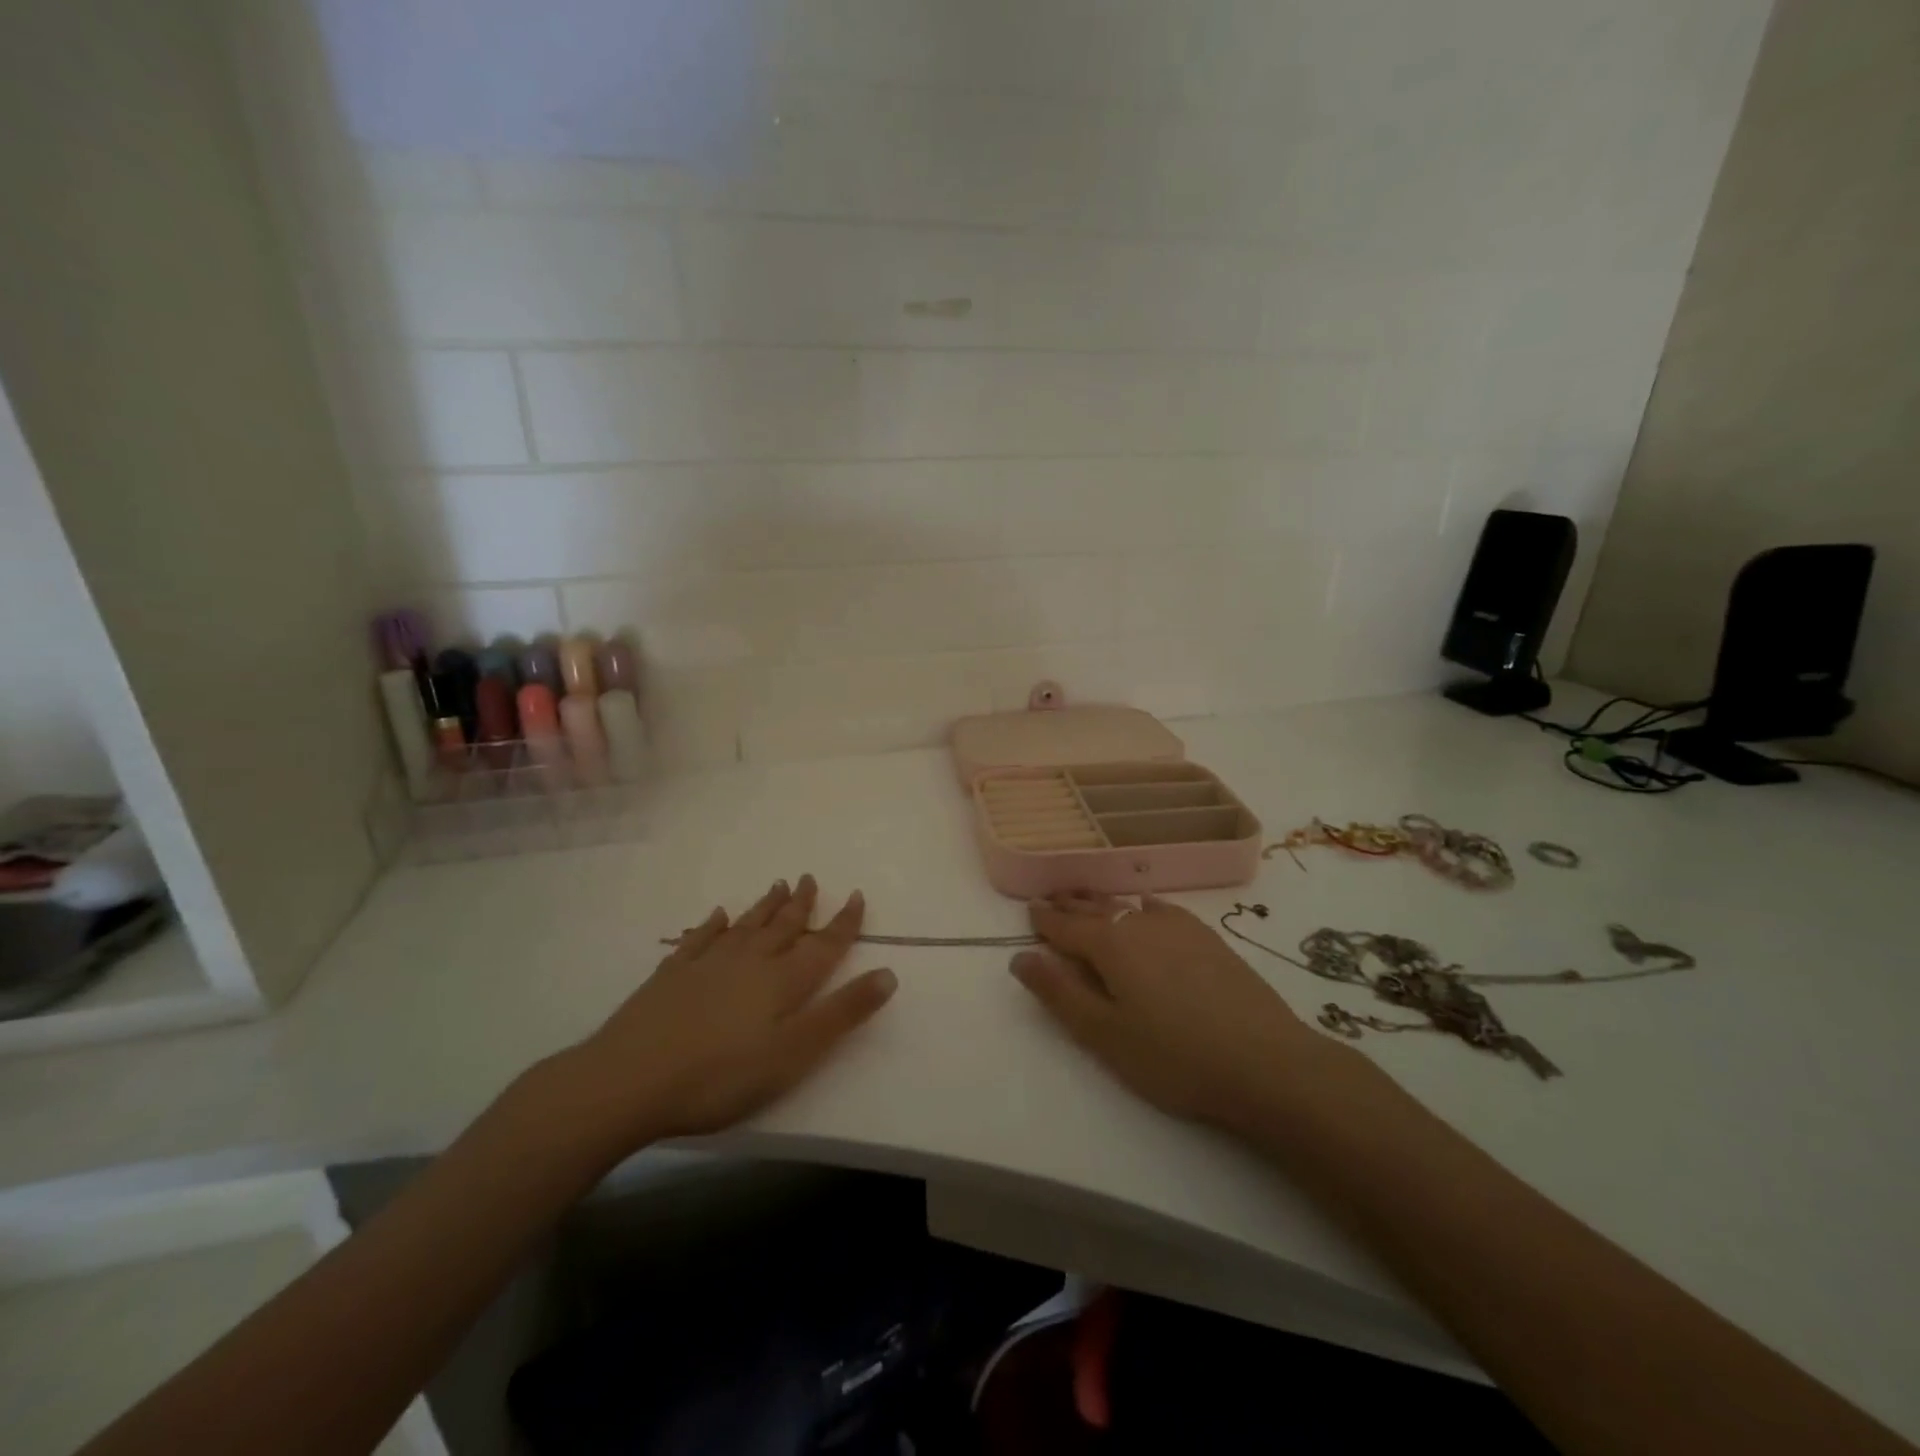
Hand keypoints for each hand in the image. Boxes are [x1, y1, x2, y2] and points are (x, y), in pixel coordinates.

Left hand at [546, 876, 896, 1154]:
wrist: (627, 1081)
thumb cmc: (720, 1076)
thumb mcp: (793, 1054)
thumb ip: (842, 1014)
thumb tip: (889, 972)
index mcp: (781, 982)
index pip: (823, 945)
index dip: (843, 922)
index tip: (856, 895)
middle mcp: (748, 962)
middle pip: (782, 927)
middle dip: (801, 904)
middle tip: (810, 878)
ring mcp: (706, 965)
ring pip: (745, 927)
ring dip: (764, 907)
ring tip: (778, 885)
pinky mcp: (670, 977)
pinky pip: (698, 940)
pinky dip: (711, 925)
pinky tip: (716, 916)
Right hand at [1010, 893, 1323, 1130]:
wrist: (1267, 1063)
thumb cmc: (1174, 1056)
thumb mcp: (1104, 1034)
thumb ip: (1059, 993)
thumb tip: (1020, 957)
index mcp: (1110, 944)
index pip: (1065, 925)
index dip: (1044, 919)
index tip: (1028, 908)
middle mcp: (1140, 923)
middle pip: (1095, 909)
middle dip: (1070, 905)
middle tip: (1051, 899)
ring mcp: (1179, 927)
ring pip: (1128, 906)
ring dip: (1103, 904)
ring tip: (1089, 902)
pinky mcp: (1208, 938)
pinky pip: (1162, 910)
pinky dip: (1143, 907)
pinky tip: (1146, 907)